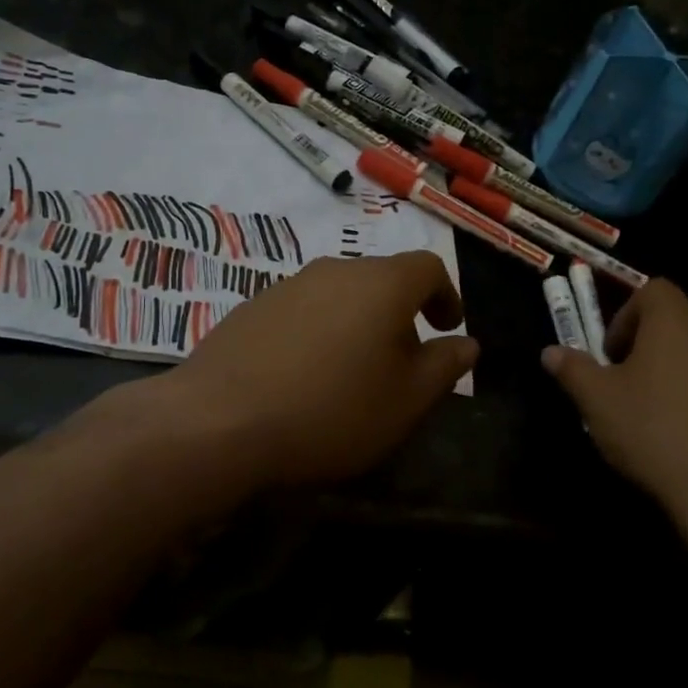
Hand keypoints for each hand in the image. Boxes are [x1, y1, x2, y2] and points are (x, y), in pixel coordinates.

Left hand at [156, 252, 478, 489]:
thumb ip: (444, 367)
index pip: (427, 267)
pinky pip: (302, 310)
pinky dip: (318, 331)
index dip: (446, 295)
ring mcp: (287, 285)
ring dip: (356, 321)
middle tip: (402, 358)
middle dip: (400, 312)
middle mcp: (334, 270)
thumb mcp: (405, 401)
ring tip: (352, 370)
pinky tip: (304, 374)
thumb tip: (467, 343)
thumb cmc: (331, 411)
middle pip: (380, 278)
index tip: (447, 327)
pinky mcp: (252, 306)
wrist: (220, 420)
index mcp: (381, 284)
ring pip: (338, 293)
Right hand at [542, 279, 687, 520]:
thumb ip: (573, 370)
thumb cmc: (655, 433)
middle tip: (633, 378)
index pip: (654, 289)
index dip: (628, 314)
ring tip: (665, 410)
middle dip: (656, 340)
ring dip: (686, 367)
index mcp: (675, 324)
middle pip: (684, 318)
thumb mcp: (597, 402)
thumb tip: (551, 352)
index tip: (613, 352)